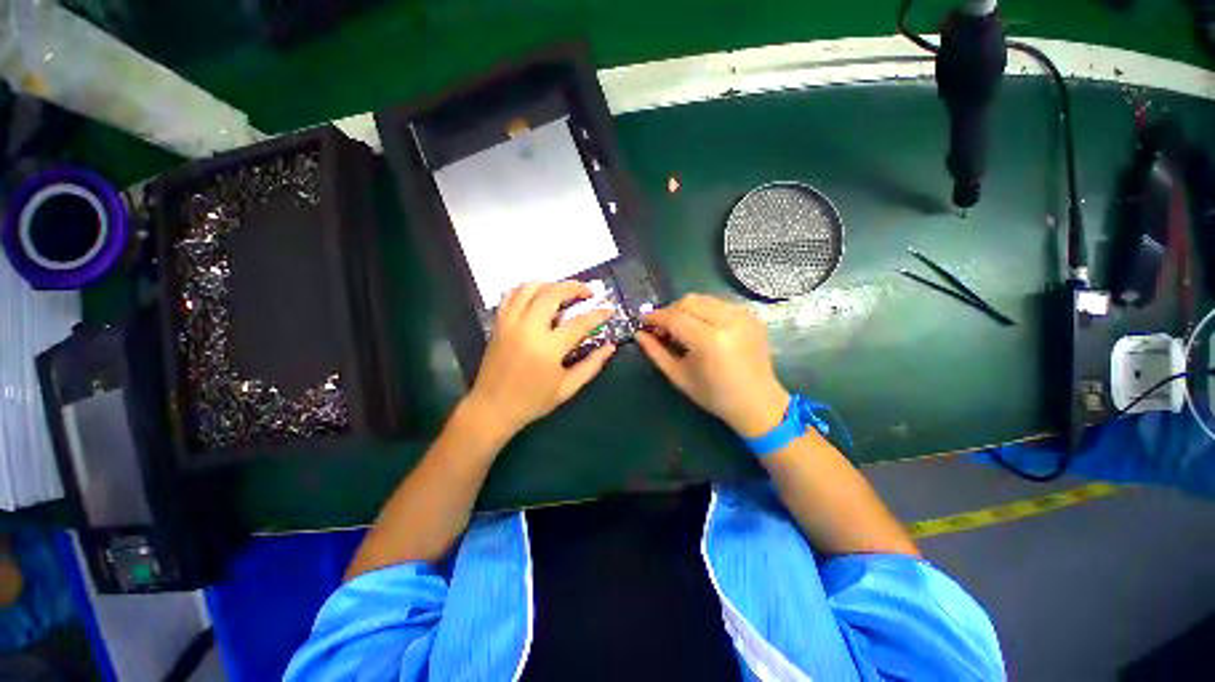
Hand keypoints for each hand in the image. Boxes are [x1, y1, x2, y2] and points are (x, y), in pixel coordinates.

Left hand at [464, 281, 615, 440]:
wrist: (492, 408)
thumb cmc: (532, 401)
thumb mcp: (567, 388)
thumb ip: (591, 365)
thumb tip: (610, 347)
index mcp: (547, 348)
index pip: (579, 323)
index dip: (598, 314)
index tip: (609, 309)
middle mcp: (528, 329)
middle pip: (552, 294)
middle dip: (574, 287)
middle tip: (588, 291)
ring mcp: (510, 323)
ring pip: (529, 288)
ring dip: (550, 283)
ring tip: (564, 290)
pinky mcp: (498, 323)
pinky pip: (510, 295)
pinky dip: (526, 289)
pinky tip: (538, 295)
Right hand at [637, 294, 788, 437]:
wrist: (758, 402)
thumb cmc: (715, 395)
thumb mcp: (679, 376)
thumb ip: (656, 352)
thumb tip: (638, 333)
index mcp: (709, 341)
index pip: (675, 317)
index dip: (655, 317)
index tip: (643, 321)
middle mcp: (728, 321)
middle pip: (688, 301)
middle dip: (670, 311)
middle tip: (662, 327)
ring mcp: (743, 316)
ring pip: (703, 299)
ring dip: (686, 308)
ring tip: (680, 327)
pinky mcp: (751, 316)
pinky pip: (719, 303)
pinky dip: (704, 310)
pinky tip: (700, 326)